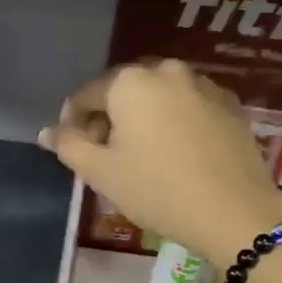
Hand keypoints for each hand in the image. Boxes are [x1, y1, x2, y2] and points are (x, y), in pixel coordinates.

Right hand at [38, 60, 281, 268]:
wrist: (233, 211)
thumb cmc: (157, 190)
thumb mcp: (101, 172)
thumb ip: (69, 146)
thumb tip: (48, 131)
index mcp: (130, 82)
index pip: (86, 95)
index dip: (73, 122)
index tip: (74, 149)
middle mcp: (166, 71)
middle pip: (124, 90)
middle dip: (110, 117)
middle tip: (107, 154)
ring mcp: (203, 85)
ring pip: (159, 96)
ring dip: (143, 118)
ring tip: (142, 154)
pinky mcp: (230, 104)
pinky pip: (188, 106)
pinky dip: (175, 122)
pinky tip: (176, 153)